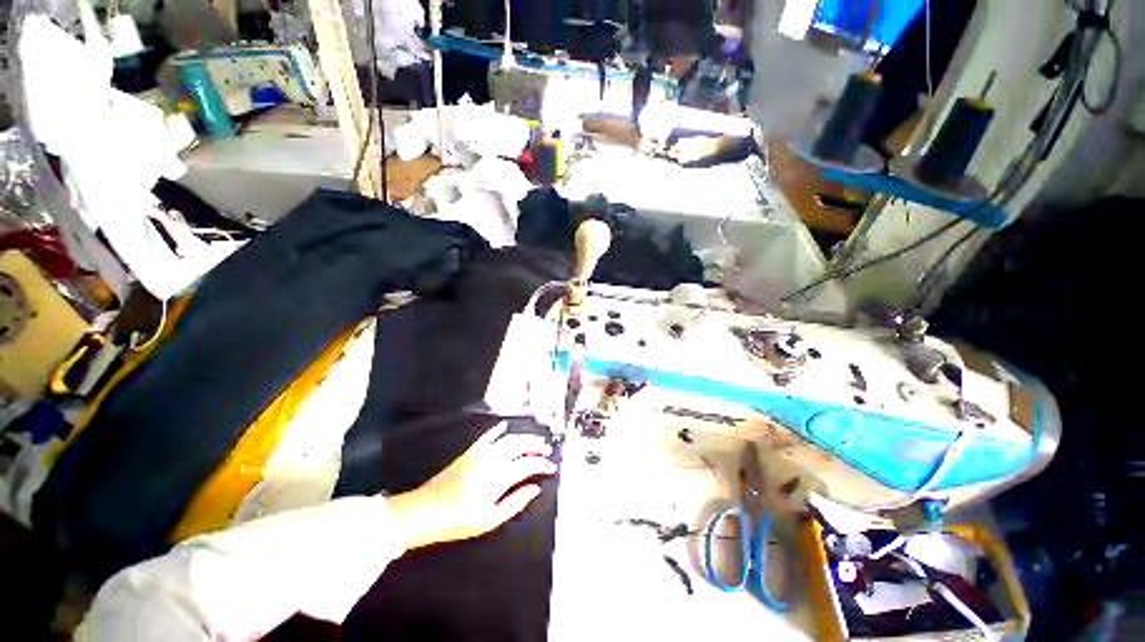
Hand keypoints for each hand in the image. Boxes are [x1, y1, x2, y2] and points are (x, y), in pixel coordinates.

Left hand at [387, 424, 556, 549]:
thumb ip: (516, 502)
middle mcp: (493, 459)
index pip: (528, 464)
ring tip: (534, 440)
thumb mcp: (490, 519)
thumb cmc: (458, 520)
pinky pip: (488, 435)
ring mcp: (481, 452)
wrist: (425, 511)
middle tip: (547, 449)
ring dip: (524, 437)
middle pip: (521, 445)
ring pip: (508, 438)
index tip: (552, 468)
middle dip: (537, 445)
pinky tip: (505, 426)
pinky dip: (498, 430)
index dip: (543, 464)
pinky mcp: (470, 451)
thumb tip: (535, 489)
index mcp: (499, 476)